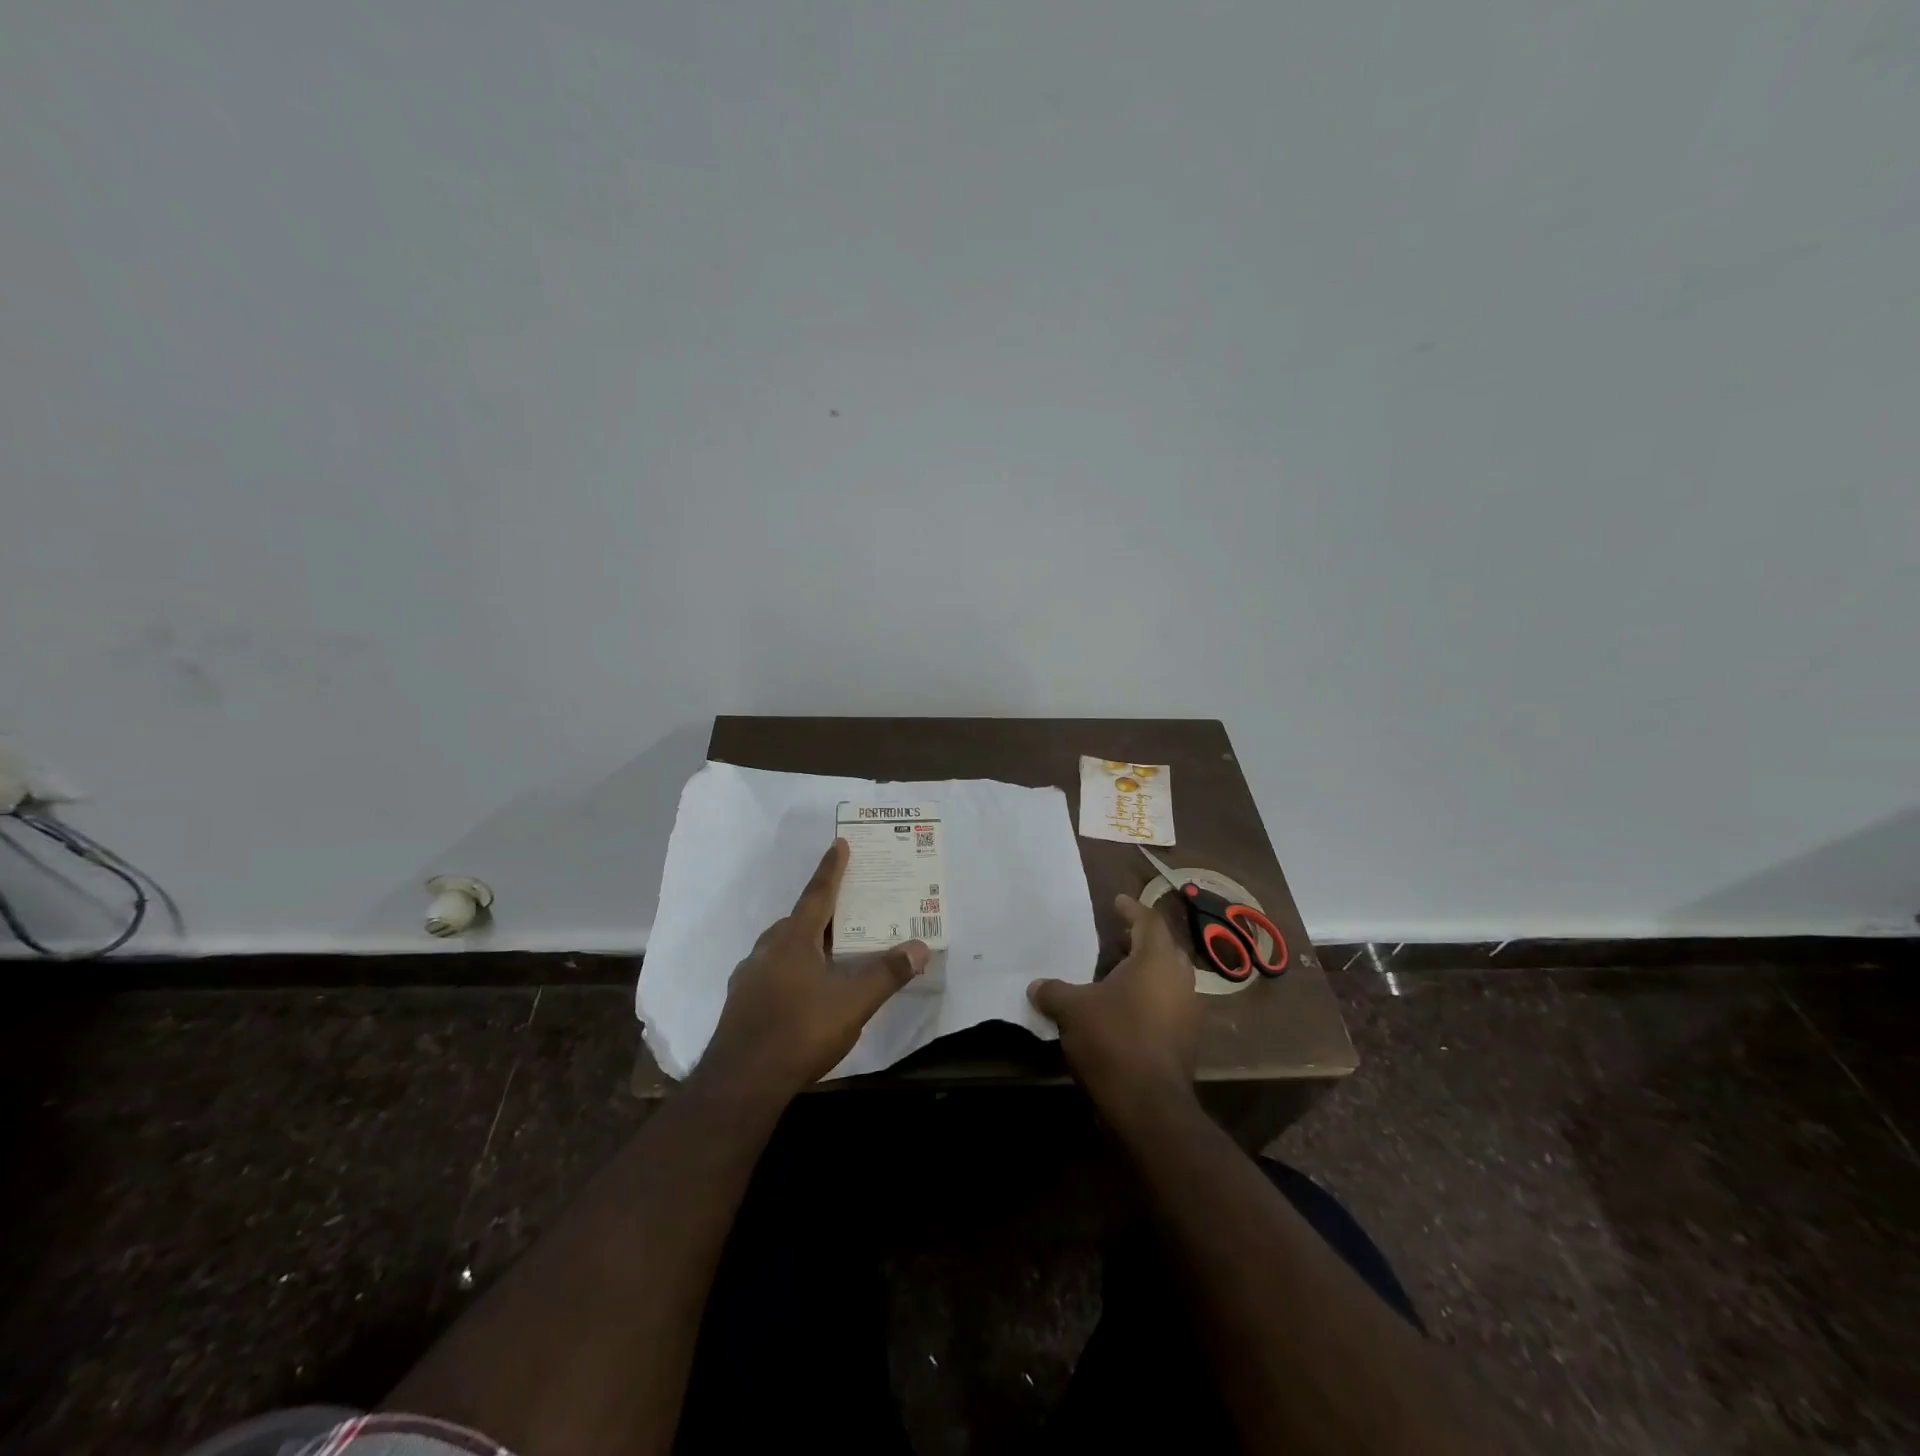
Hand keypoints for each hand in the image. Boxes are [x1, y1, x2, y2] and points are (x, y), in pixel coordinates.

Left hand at [699, 838, 928, 1097]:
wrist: (741, 1083)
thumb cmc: (801, 1030)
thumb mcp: (854, 1003)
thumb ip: (887, 973)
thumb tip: (920, 946)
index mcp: (794, 938)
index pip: (818, 894)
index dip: (832, 869)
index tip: (839, 843)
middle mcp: (767, 949)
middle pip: (798, 920)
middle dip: (822, 912)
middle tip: (847, 911)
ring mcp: (749, 976)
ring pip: (782, 948)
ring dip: (806, 943)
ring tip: (829, 954)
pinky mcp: (740, 1003)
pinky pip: (771, 972)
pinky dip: (790, 971)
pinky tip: (801, 993)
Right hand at [1028, 894, 1198, 1104]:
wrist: (1149, 1104)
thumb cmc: (1113, 1040)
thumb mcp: (1073, 1010)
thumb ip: (1055, 992)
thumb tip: (1036, 985)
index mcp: (1156, 960)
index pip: (1149, 921)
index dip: (1132, 909)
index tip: (1117, 902)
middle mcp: (1180, 978)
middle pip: (1165, 948)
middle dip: (1142, 941)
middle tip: (1117, 938)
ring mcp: (1189, 1010)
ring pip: (1170, 978)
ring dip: (1147, 972)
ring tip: (1118, 974)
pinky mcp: (1188, 1039)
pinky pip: (1170, 1004)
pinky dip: (1151, 998)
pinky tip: (1127, 1009)